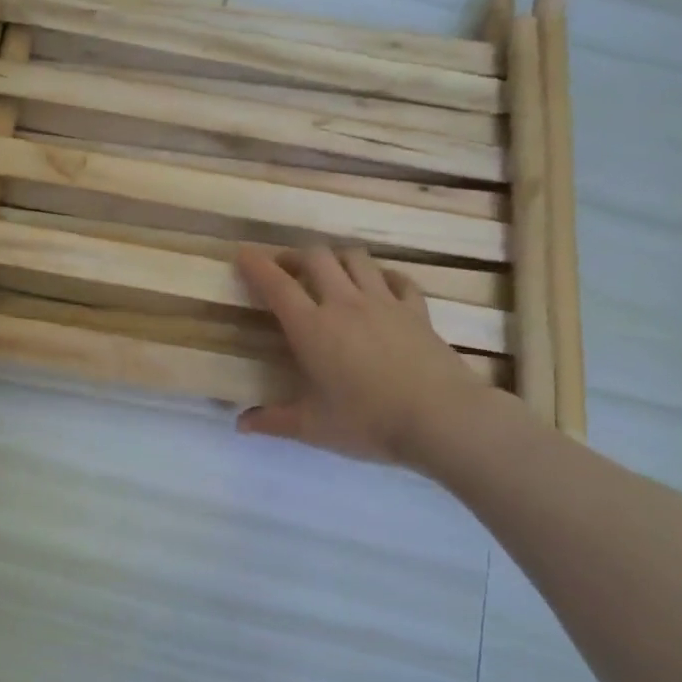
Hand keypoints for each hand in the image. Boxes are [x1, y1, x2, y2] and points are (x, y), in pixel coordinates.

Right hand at [235, 245, 499, 469]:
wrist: (441, 418)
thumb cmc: (368, 422)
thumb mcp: (312, 427)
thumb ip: (273, 421)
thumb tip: (240, 424)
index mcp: (312, 328)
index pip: (277, 285)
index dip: (256, 265)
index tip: (243, 254)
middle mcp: (344, 304)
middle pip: (316, 257)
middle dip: (295, 256)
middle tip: (285, 269)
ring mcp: (384, 302)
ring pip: (355, 258)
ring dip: (336, 258)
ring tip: (328, 272)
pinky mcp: (416, 310)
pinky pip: (397, 278)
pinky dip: (382, 276)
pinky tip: (379, 286)